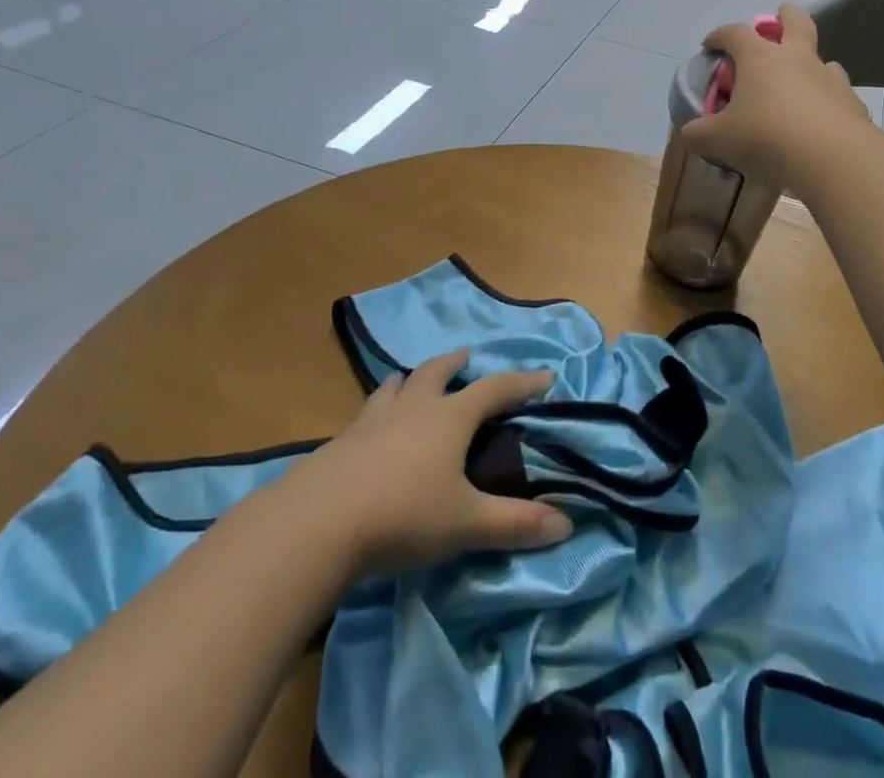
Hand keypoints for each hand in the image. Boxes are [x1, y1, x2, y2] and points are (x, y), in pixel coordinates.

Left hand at [309, 351, 572, 577]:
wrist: (315, 525)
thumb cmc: (402, 516)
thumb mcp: (465, 524)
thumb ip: (515, 524)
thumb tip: (567, 524)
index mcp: (449, 418)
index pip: (495, 389)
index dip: (522, 382)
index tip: (545, 376)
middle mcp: (413, 408)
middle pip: (437, 372)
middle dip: (455, 364)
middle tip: (466, 358)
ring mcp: (372, 421)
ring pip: (396, 386)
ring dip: (411, 379)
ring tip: (414, 381)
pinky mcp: (340, 442)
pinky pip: (367, 412)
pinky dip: (380, 409)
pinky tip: (374, 429)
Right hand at [680, 4, 869, 186]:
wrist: (831, 157)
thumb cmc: (766, 137)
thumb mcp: (719, 139)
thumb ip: (698, 134)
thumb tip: (689, 134)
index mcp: (760, 59)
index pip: (735, 33)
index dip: (719, 35)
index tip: (710, 45)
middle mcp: (796, 59)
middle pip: (795, 20)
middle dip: (784, 16)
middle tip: (777, 23)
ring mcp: (829, 77)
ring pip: (822, 58)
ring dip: (809, 64)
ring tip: (799, 84)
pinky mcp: (851, 102)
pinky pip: (838, 93)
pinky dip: (827, 100)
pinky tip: (820, 119)